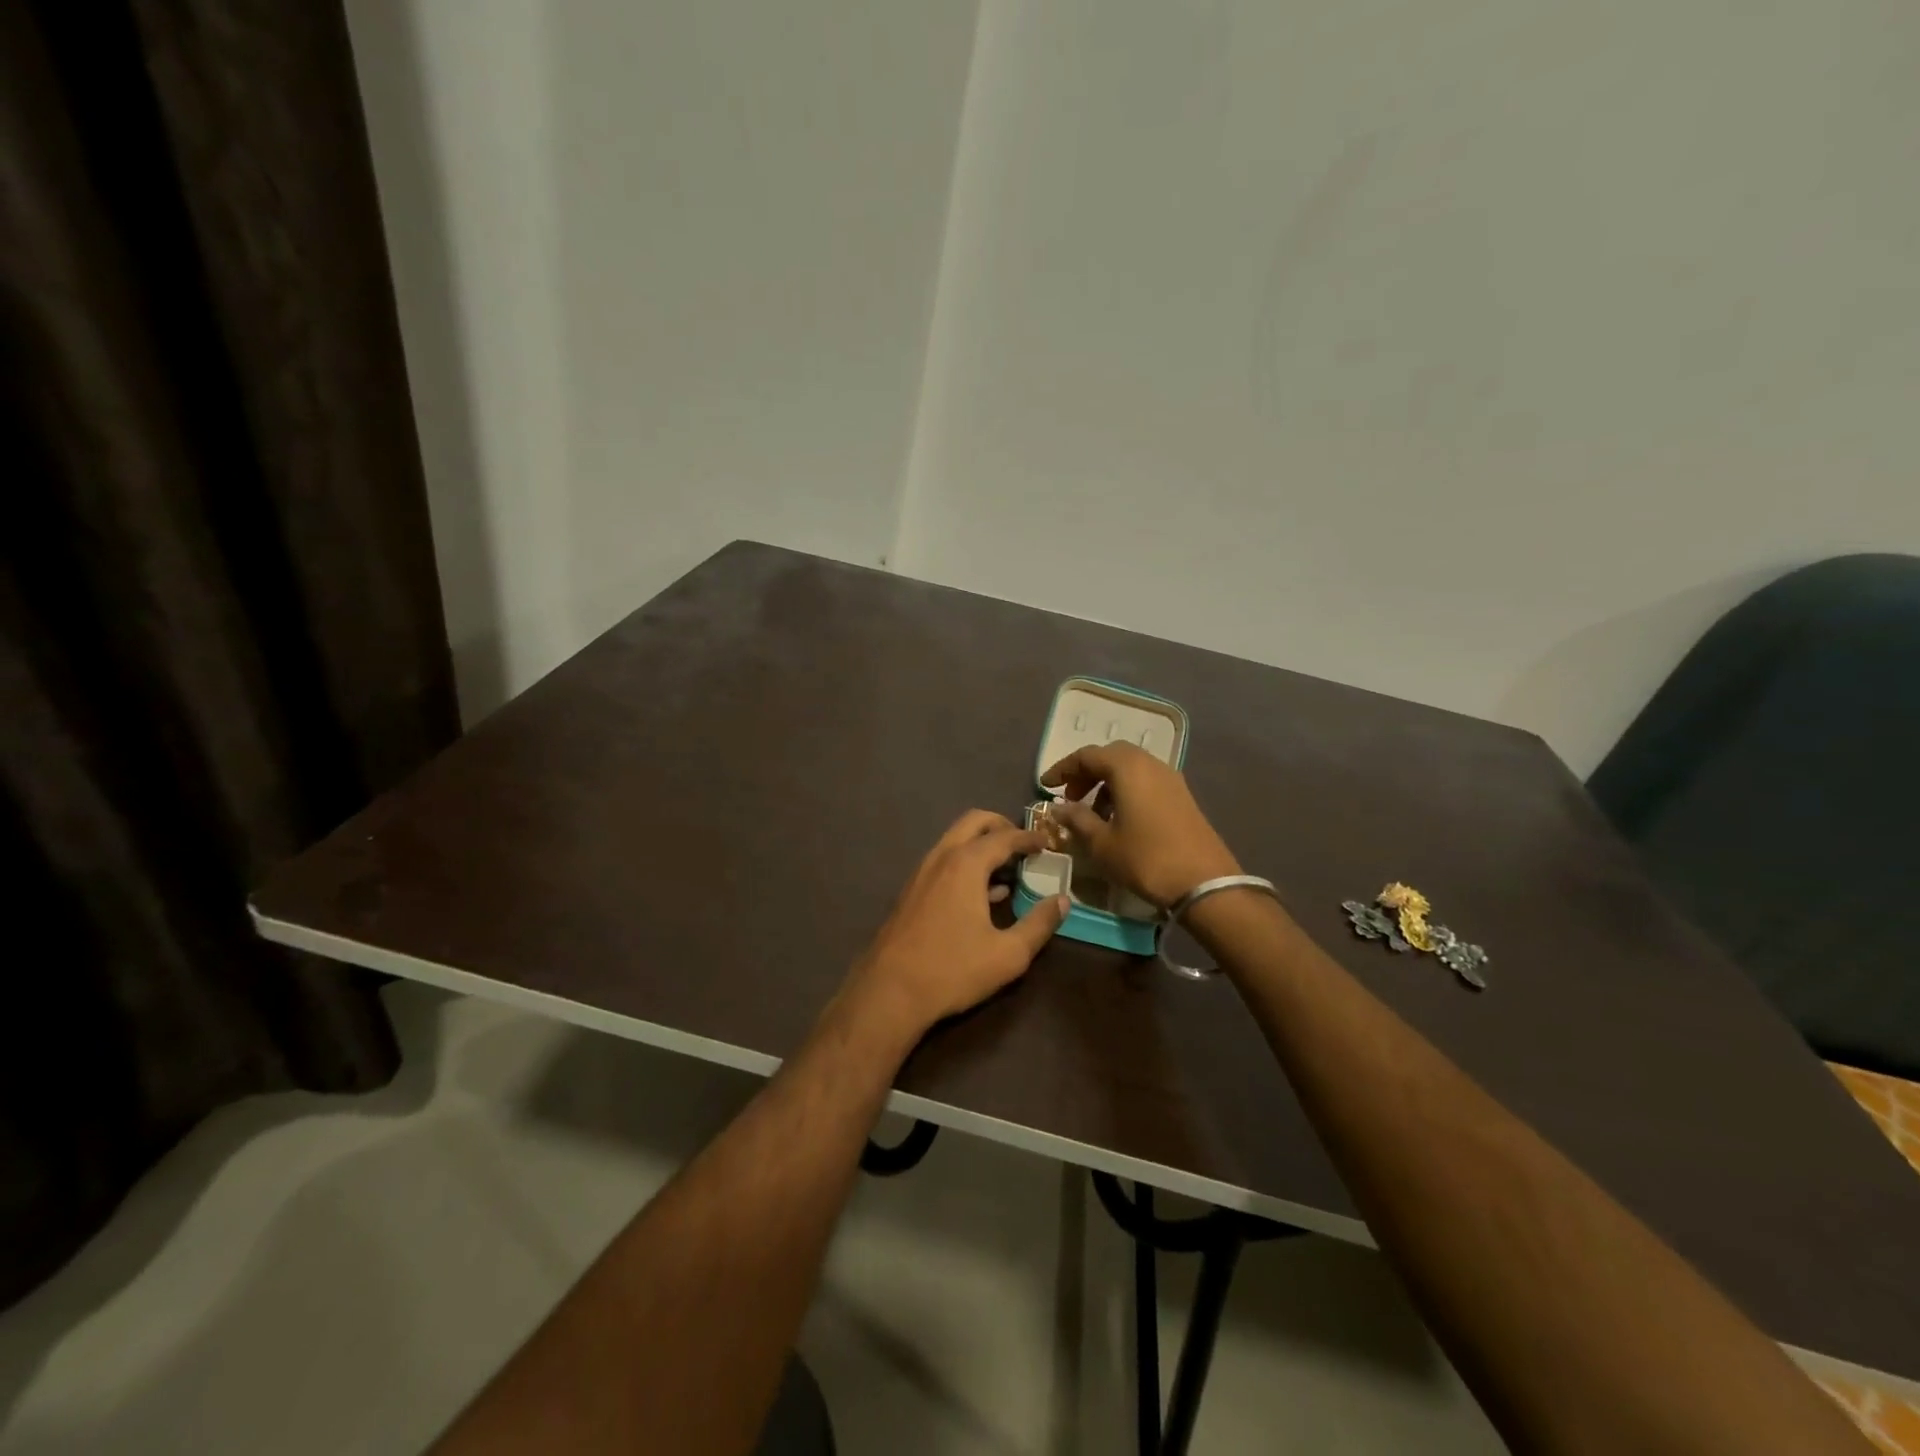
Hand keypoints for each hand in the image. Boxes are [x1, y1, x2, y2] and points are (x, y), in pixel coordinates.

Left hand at [846, 810, 1070, 1036]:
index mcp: (966, 864)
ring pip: (955, 840)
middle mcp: (941, 857)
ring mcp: (921, 872)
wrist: (889, 991)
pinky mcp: (911, 890)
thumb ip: (1040, 924)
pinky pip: (944, 861)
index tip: (1048, 842)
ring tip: (1008, 870)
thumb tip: (1063, 900)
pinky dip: (966, 862)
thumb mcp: (1008, 954)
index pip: (1005, 836)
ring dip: (982, 844)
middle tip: (1025, 845)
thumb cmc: (953, 970)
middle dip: (1002, 826)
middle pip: (974, 822)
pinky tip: (982, 894)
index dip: (1029, 837)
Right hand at [1040, 742, 1240, 908]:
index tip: (1046, 787)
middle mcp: (1150, 763)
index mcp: (1127, 767)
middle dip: (1086, 773)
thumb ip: (1077, 820)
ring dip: (1106, 783)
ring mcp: (1170, 778)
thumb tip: (1059, 808)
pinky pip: (1146, 781)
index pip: (1086, 755)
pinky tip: (1119, 819)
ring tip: (1092, 813)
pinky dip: (1126, 791)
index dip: (1062, 769)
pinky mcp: (1182, 796)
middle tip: (1070, 797)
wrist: (1205, 883)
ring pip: (1130, 768)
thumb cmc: (1146, 859)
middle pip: (1111, 756)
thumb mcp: (1102, 843)